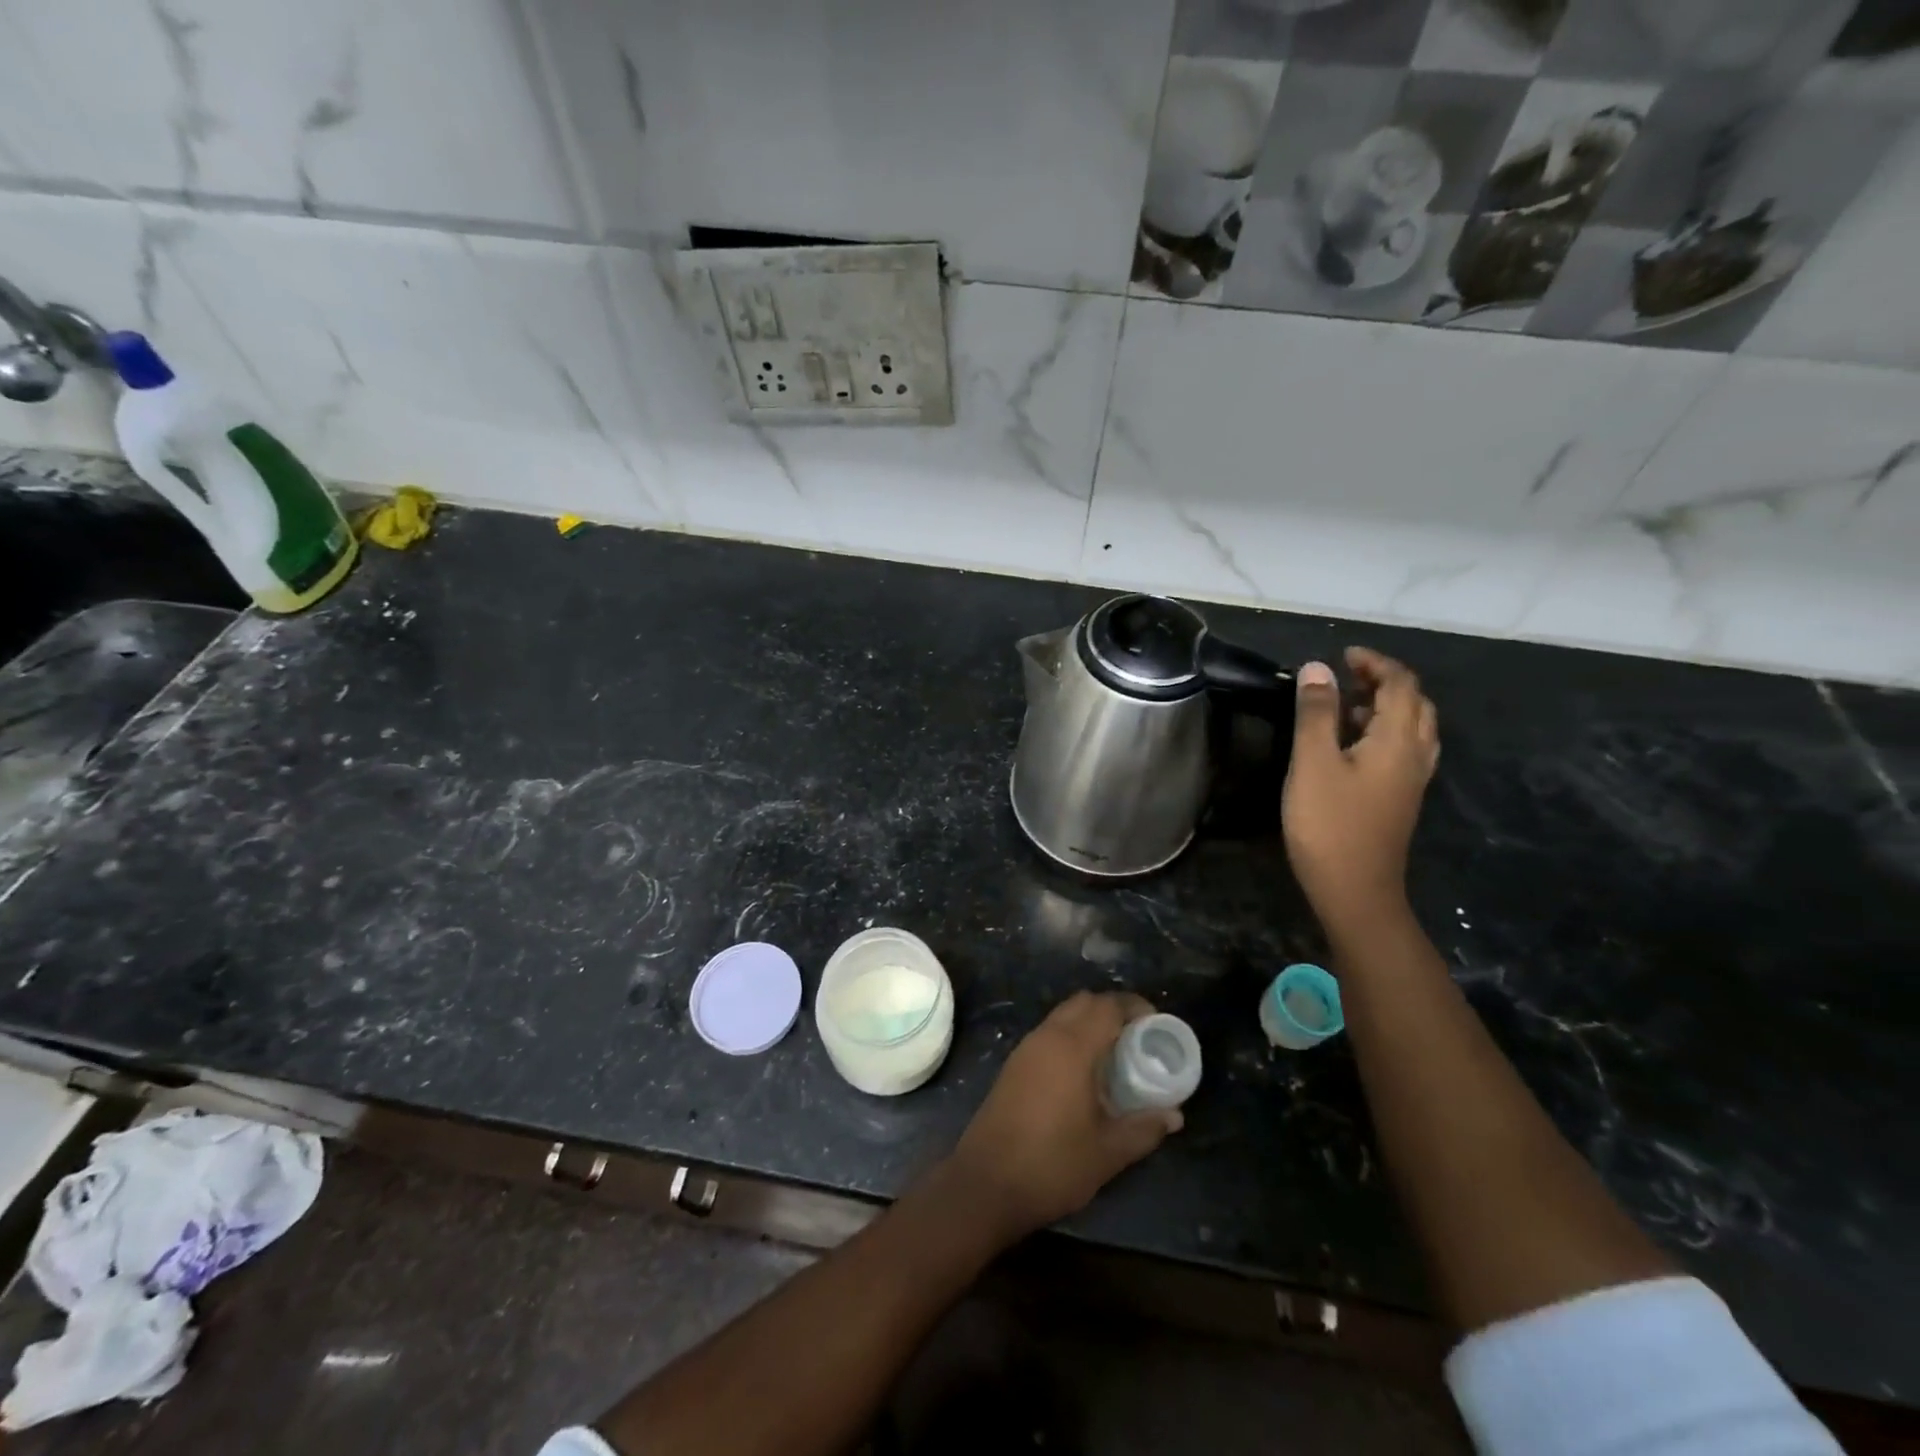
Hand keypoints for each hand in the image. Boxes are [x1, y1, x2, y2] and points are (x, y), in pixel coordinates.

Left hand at [946, 992, 1179, 1241]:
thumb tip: (1174, 1115)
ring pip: (1063, 1016)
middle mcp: (1047, 1037)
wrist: (985, 1183)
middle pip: (1083, 1002)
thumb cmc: (1052, 1164)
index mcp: (1072, 1047)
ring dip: (1089, 1022)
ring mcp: (1025, 1048)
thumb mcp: (1108, 1152)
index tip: (1156, 1022)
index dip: (1134, 1007)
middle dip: (1113, 1010)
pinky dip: (1070, 1036)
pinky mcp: (1013, 1065)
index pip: (1107, 1006)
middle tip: (1138, 1037)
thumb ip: (1144, 1128)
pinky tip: (1084, 1071)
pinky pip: (1049, 1033)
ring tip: (1115, 1053)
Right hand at [1282, 647, 1438, 936]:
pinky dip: (1384, 730)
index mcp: (1398, 740)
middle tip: (1345, 676)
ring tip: (1345, 704)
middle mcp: (1415, 754)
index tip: (1342, 654)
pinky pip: (1404, 749)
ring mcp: (1412, 779)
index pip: (1400, 684)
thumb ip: (1316, 713)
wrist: (1355, 890)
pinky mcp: (1401, 798)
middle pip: (1414, 703)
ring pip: (1412, 727)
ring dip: (1385, 706)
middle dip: (1383, 681)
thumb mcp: (1313, 763)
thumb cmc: (1329, 824)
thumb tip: (1317, 668)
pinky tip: (1353, 744)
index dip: (1375, 662)